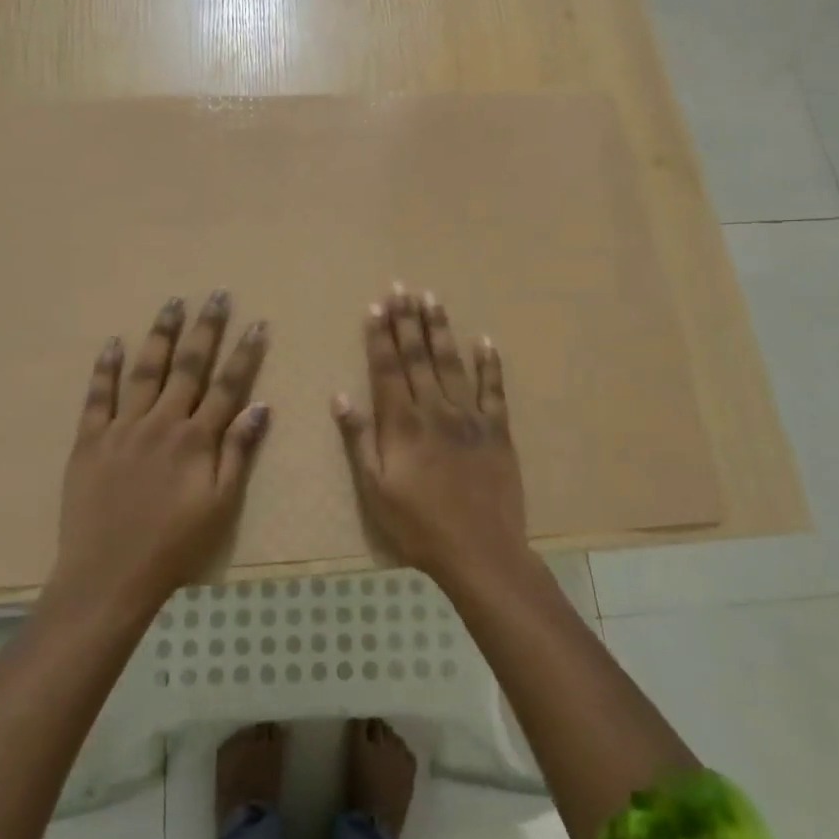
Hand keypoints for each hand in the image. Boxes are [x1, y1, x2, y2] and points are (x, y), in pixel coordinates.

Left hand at [50, 291, 269, 614]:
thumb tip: (261, 406)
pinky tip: (113, 342)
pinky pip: (98, 396)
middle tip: (215, 295)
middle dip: (205, 328)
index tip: (257, 323)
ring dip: (161, 335)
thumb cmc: (174, 546)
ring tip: (172, 304)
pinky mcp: (90, 440)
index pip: (227, 385)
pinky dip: (106, 368)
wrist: (108, 576)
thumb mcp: (221, 506)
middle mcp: (161, 422)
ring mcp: (122, 427)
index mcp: (196, 439)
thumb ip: (238, 452)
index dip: (245, 353)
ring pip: (145, 370)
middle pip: (188, 366)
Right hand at [333, 284, 528, 590]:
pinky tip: (484, 340)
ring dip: (441, 329)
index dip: (381, 335)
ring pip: (452, 363)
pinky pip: (494, 389)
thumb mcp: (375, 489)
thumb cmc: (418, 526)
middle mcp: (435, 409)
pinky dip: (489, 363)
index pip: (388, 368)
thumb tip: (340, 396)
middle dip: (408, 320)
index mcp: (402, 424)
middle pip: (418, 356)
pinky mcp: (498, 429)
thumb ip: (358, 440)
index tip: (377, 305)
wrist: (480, 551)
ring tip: (433, 298)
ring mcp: (470, 416)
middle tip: (403, 287)